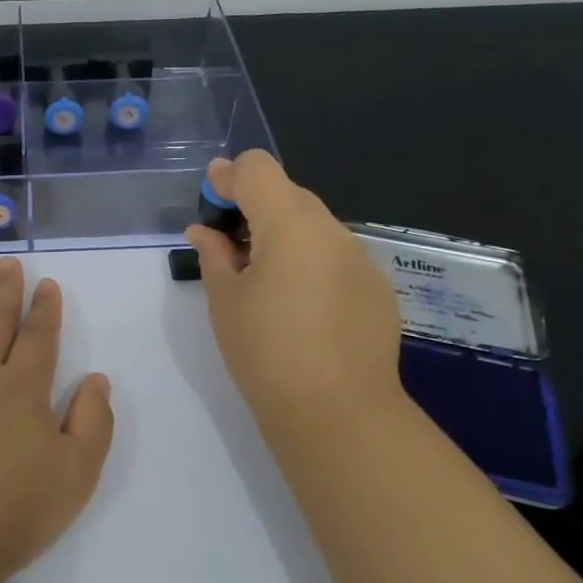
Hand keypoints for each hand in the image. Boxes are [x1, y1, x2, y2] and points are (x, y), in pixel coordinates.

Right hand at [184, 151, 405, 445]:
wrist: (338, 413)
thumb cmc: (266, 352)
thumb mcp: (225, 300)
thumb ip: (213, 254)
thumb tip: (205, 230)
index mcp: (290, 225)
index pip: (258, 169)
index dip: (229, 177)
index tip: (211, 201)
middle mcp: (332, 230)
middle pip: (289, 193)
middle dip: (255, 206)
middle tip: (229, 245)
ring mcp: (361, 259)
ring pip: (315, 226)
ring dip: (284, 235)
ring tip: (264, 280)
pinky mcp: (378, 289)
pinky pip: (336, 257)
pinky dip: (311, 262)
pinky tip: (301, 306)